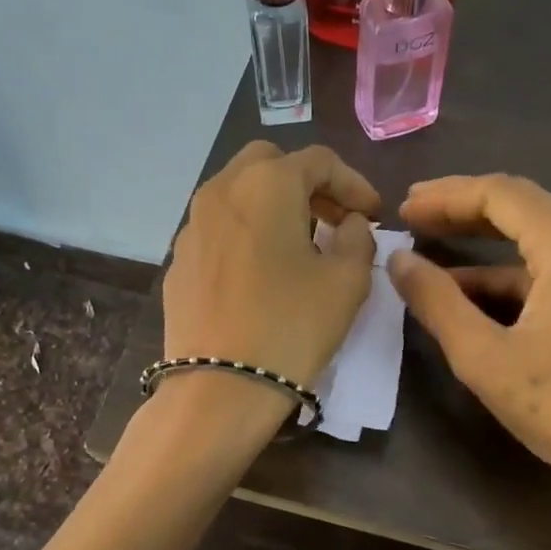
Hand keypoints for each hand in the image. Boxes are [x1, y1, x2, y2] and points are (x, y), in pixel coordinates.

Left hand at [163, 142, 380, 391]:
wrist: (221, 388)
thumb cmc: (292, 327)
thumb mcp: (347, 281)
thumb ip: (357, 238)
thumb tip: (348, 224)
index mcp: (266, 184)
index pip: (319, 161)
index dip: (354, 184)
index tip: (372, 216)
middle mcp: (221, 191)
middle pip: (270, 164)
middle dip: (308, 184)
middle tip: (333, 219)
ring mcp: (192, 226)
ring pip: (238, 193)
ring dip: (274, 206)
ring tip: (299, 244)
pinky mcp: (178, 260)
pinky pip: (219, 229)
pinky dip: (247, 233)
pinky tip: (261, 271)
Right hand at [389, 175, 550, 549]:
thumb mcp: (485, 357)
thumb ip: (437, 302)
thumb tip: (398, 262)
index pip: (502, 194)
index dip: (447, 196)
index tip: (403, 210)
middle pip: (525, 209)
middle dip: (464, 213)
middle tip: (412, 220)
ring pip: (540, 244)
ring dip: (486, 252)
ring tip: (432, 265)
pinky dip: (514, 281)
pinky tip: (477, 303)